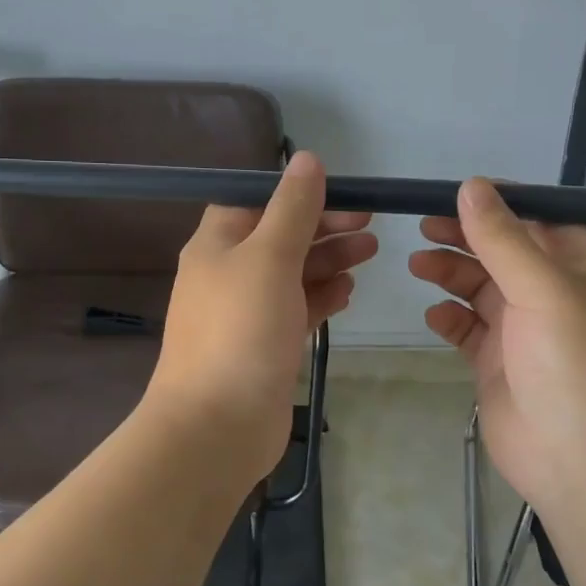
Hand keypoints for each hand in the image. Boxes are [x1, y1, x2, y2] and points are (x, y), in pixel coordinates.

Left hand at [145, 152, 377, 489]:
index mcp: (217, 243)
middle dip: (323, 226)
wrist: (215, 426)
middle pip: (280, 236)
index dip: (298, 193)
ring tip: (370, 251)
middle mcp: (228, 273)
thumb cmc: (240, 331)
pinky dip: (321, 296)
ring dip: (328, 259)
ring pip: (292, 273)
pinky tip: (348, 291)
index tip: (342, 192)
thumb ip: (292, 209)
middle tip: (369, 222)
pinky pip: (296, 309)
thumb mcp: (268, 257)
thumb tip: (306, 159)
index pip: (257, 201)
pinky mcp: (264, 345)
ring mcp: (246, 312)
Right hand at [407, 178, 585, 510]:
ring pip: (480, 287)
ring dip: (451, 273)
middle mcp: (552, 294)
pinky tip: (435, 316)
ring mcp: (523, 331)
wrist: (582, 464)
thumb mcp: (543, 290)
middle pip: (503, 250)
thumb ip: (503, 238)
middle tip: (423, 226)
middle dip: (466, 237)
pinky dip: (449, 318)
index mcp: (579, 268)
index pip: (539, 219)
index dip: (501, 203)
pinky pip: (468, 328)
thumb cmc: (574, 366)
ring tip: (418, 265)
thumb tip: (471, 185)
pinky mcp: (498, 363)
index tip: (457, 192)